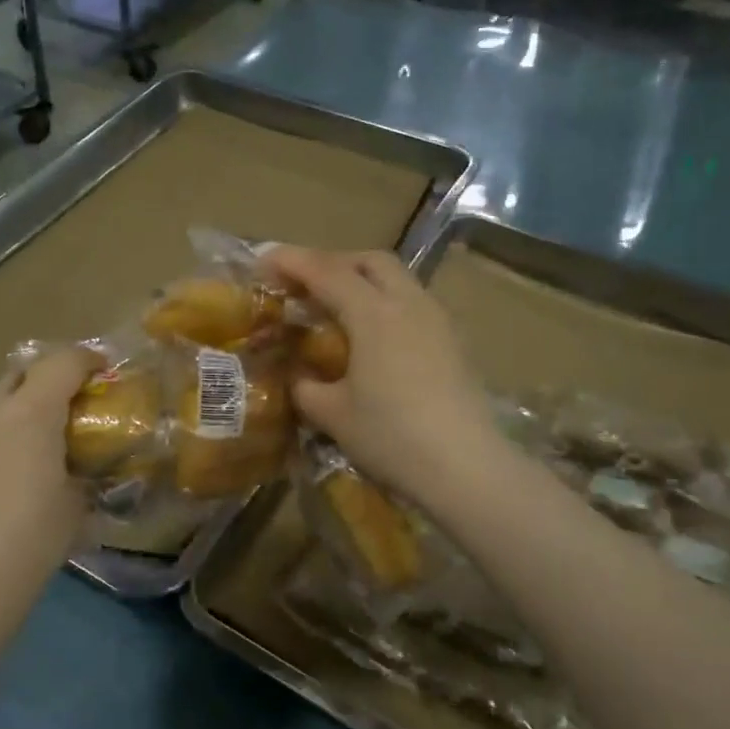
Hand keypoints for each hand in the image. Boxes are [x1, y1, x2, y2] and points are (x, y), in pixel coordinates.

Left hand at [0, 346, 99, 600]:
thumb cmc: (32, 539)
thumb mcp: (76, 502)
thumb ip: (85, 468)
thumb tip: (87, 463)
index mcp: (31, 412)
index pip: (63, 362)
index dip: (88, 360)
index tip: (104, 372)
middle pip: (23, 369)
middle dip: (51, 376)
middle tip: (71, 402)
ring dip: (18, 398)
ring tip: (35, 430)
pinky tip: (3, 458)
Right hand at [263, 247, 504, 511]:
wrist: (466, 468)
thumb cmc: (392, 437)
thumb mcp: (333, 414)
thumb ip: (306, 387)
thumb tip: (297, 376)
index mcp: (373, 313)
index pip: (326, 271)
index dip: (291, 261)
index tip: (263, 260)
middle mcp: (408, 304)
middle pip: (369, 261)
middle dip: (333, 262)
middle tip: (304, 283)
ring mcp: (436, 321)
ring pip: (397, 279)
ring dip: (362, 281)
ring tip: (336, 308)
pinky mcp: (452, 342)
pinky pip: (412, 303)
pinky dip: (384, 303)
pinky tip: (372, 336)